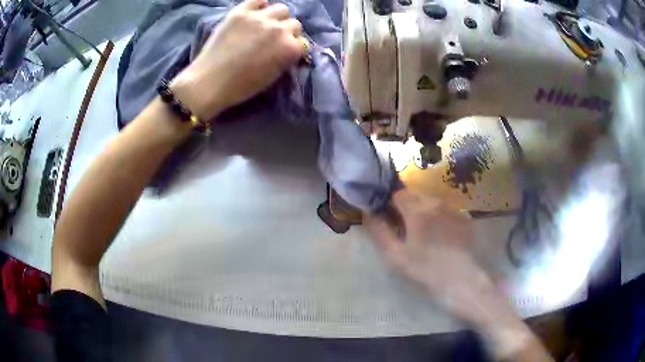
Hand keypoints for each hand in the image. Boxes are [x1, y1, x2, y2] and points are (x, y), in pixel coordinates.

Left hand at [170, 0, 303, 120]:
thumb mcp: (272, 76)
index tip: (285, 50)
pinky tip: (255, 12)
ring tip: (266, 23)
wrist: (209, 82)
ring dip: (277, 17)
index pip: (302, 42)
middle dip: (287, 31)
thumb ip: (286, 58)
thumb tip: (291, 47)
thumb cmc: (241, 86)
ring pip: (281, 9)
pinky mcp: (240, 12)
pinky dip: (259, 4)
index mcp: (289, 48)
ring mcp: (259, 18)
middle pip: (294, 23)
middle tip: (274, 38)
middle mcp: (279, 29)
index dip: (293, 46)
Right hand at [365, 190, 501, 326]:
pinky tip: (441, 236)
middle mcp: (436, 202)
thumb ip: (380, 231)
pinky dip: (438, 216)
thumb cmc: (425, 269)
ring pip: (431, 201)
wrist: (460, 279)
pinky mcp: (464, 217)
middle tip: (406, 228)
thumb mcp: (395, 255)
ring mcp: (452, 208)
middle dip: (407, 206)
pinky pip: (445, 210)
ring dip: (423, 210)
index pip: (397, 194)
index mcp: (417, 210)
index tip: (390, 218)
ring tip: (424, 233)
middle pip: (415, 195)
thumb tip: (369, 213)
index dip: (390, 204)